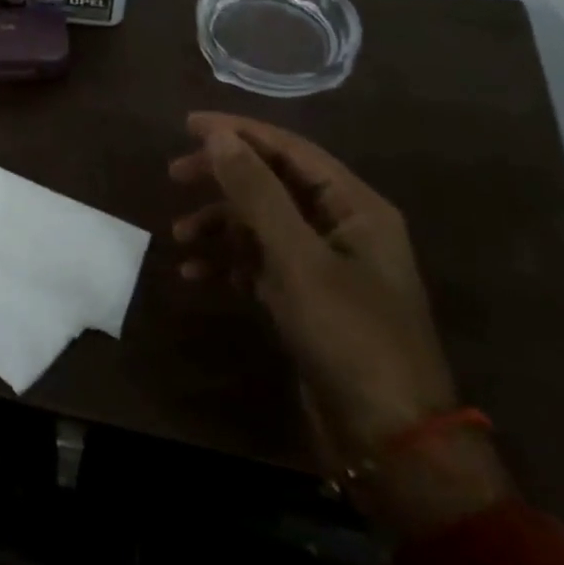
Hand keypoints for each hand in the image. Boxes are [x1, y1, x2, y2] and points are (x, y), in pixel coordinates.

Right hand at [169, 113, 511, 531]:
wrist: (389, 439)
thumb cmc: (349, 335)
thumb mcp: (297, 258)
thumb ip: (256, 193)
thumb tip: (217, 136)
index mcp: (355, 208)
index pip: (291, 150)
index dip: (239, 132)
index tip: (187, 125)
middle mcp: (342, 228)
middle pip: (272, 183)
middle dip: (222, 179)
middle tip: (174, 175)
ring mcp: (325, 266)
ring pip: (261, 225)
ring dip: (219, 226)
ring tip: (180, 237)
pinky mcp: (308, 299)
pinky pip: (259, 264)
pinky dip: (228, 264)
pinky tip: (196, 276)